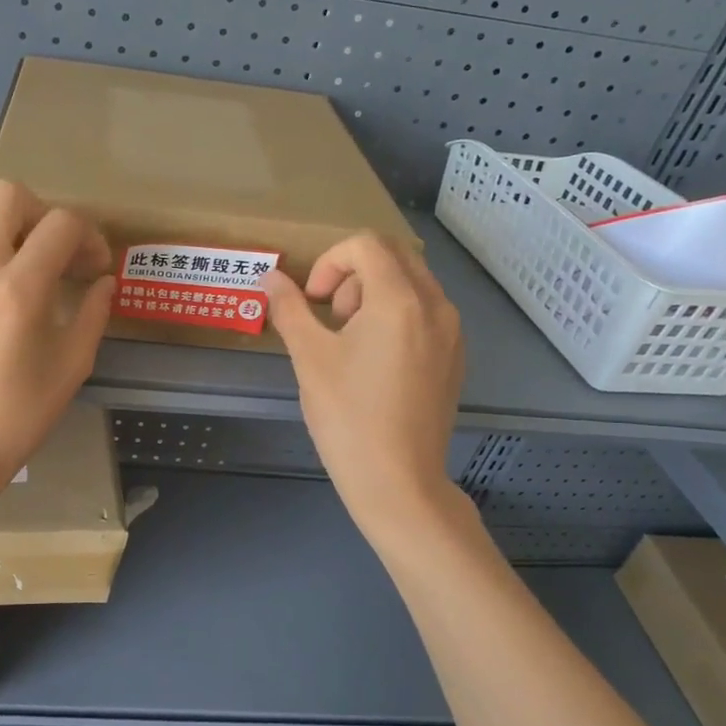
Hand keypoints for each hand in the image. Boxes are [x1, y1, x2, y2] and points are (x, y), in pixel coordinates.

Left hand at [0, 180, 114, 493]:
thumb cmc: (20, 413)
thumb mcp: (73, 365)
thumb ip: (94, 312)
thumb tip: (103, 280)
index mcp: (20, 290)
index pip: (62, 225)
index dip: (89, 237)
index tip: (94, 267)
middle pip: (9, 193)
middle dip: (41, 213)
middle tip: (51, 251)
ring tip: (10, 250)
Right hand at [263, 235, 465, 536]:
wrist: (398, 482)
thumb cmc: (348, 417)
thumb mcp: (309, 358)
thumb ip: (290, 308)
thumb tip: (270, 277)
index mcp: (399, 300)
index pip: (365, 244)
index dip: (330, 262)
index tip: (315, 302)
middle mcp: (435, 305)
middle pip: (393, 256)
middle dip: (353, 274)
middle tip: (331, 318)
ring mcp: (452, 331)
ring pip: (412, 282)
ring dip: (375, 292)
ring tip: (351, 339)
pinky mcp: (456, 356)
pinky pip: (426, 311)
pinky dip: (397, 314)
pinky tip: (376, 360)